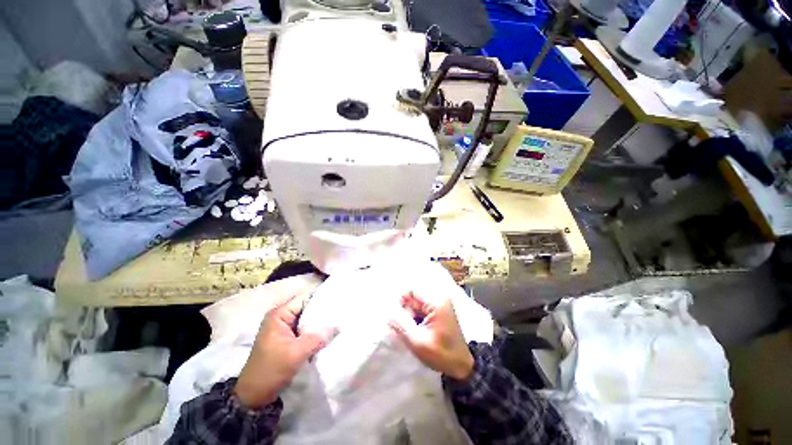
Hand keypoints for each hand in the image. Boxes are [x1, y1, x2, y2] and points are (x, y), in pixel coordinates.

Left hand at [234, 294, 335, 407]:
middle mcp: (281, 317)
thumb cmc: (271, 371)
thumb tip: (338, 326)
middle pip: (306, 307)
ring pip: (307, 319)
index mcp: (279, 314)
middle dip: (322, 311)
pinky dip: (314, 331)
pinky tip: (327, 333)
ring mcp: (284, 328)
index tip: (338, 300)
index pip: (305, 298)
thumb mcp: (295, 354)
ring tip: (338, 320)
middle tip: (341, 312)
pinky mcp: (287, 338)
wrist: (254, 396)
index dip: (321, 298)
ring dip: (319, 322)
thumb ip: (317, 338)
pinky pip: (304, 329)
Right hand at [389, 292, 473, 380]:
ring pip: (416, 305)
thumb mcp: (418, 342)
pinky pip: (422, 310)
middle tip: (402, 328)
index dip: (400, 301)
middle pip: (414, 298)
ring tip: (409, 332)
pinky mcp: (439, 312)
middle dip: (405, 311)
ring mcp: (440, 306)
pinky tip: (415, 331)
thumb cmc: (441, 354)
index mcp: (436, 303)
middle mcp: (439, 299)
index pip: (412, 291)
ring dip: (410, 316)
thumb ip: (401, 325)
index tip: (394, 316)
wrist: (462, 366)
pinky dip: (415, 319)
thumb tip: (388, 314)